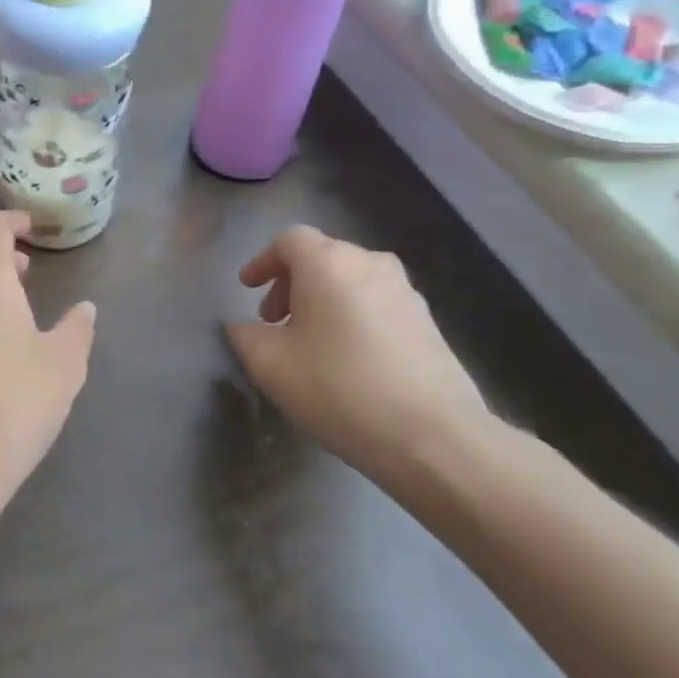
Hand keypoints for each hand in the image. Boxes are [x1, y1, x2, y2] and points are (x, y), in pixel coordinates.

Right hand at [226, 227, 489, 487]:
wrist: (434, 437)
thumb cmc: (340, 389)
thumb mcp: (270, 365)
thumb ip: (245, 336)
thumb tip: (243, 327)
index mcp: (328, 263)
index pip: (289, 240)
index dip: (263, 261)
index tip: (247, 288)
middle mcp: (370, 264)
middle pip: (322, 256)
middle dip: (291, 283)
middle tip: (274, 321)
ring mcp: (405, 292)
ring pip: (352, 279)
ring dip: (323, 300)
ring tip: (310, 341)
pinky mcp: (428, 322)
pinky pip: (377, 303)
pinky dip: (353, 315)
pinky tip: (348, 358)